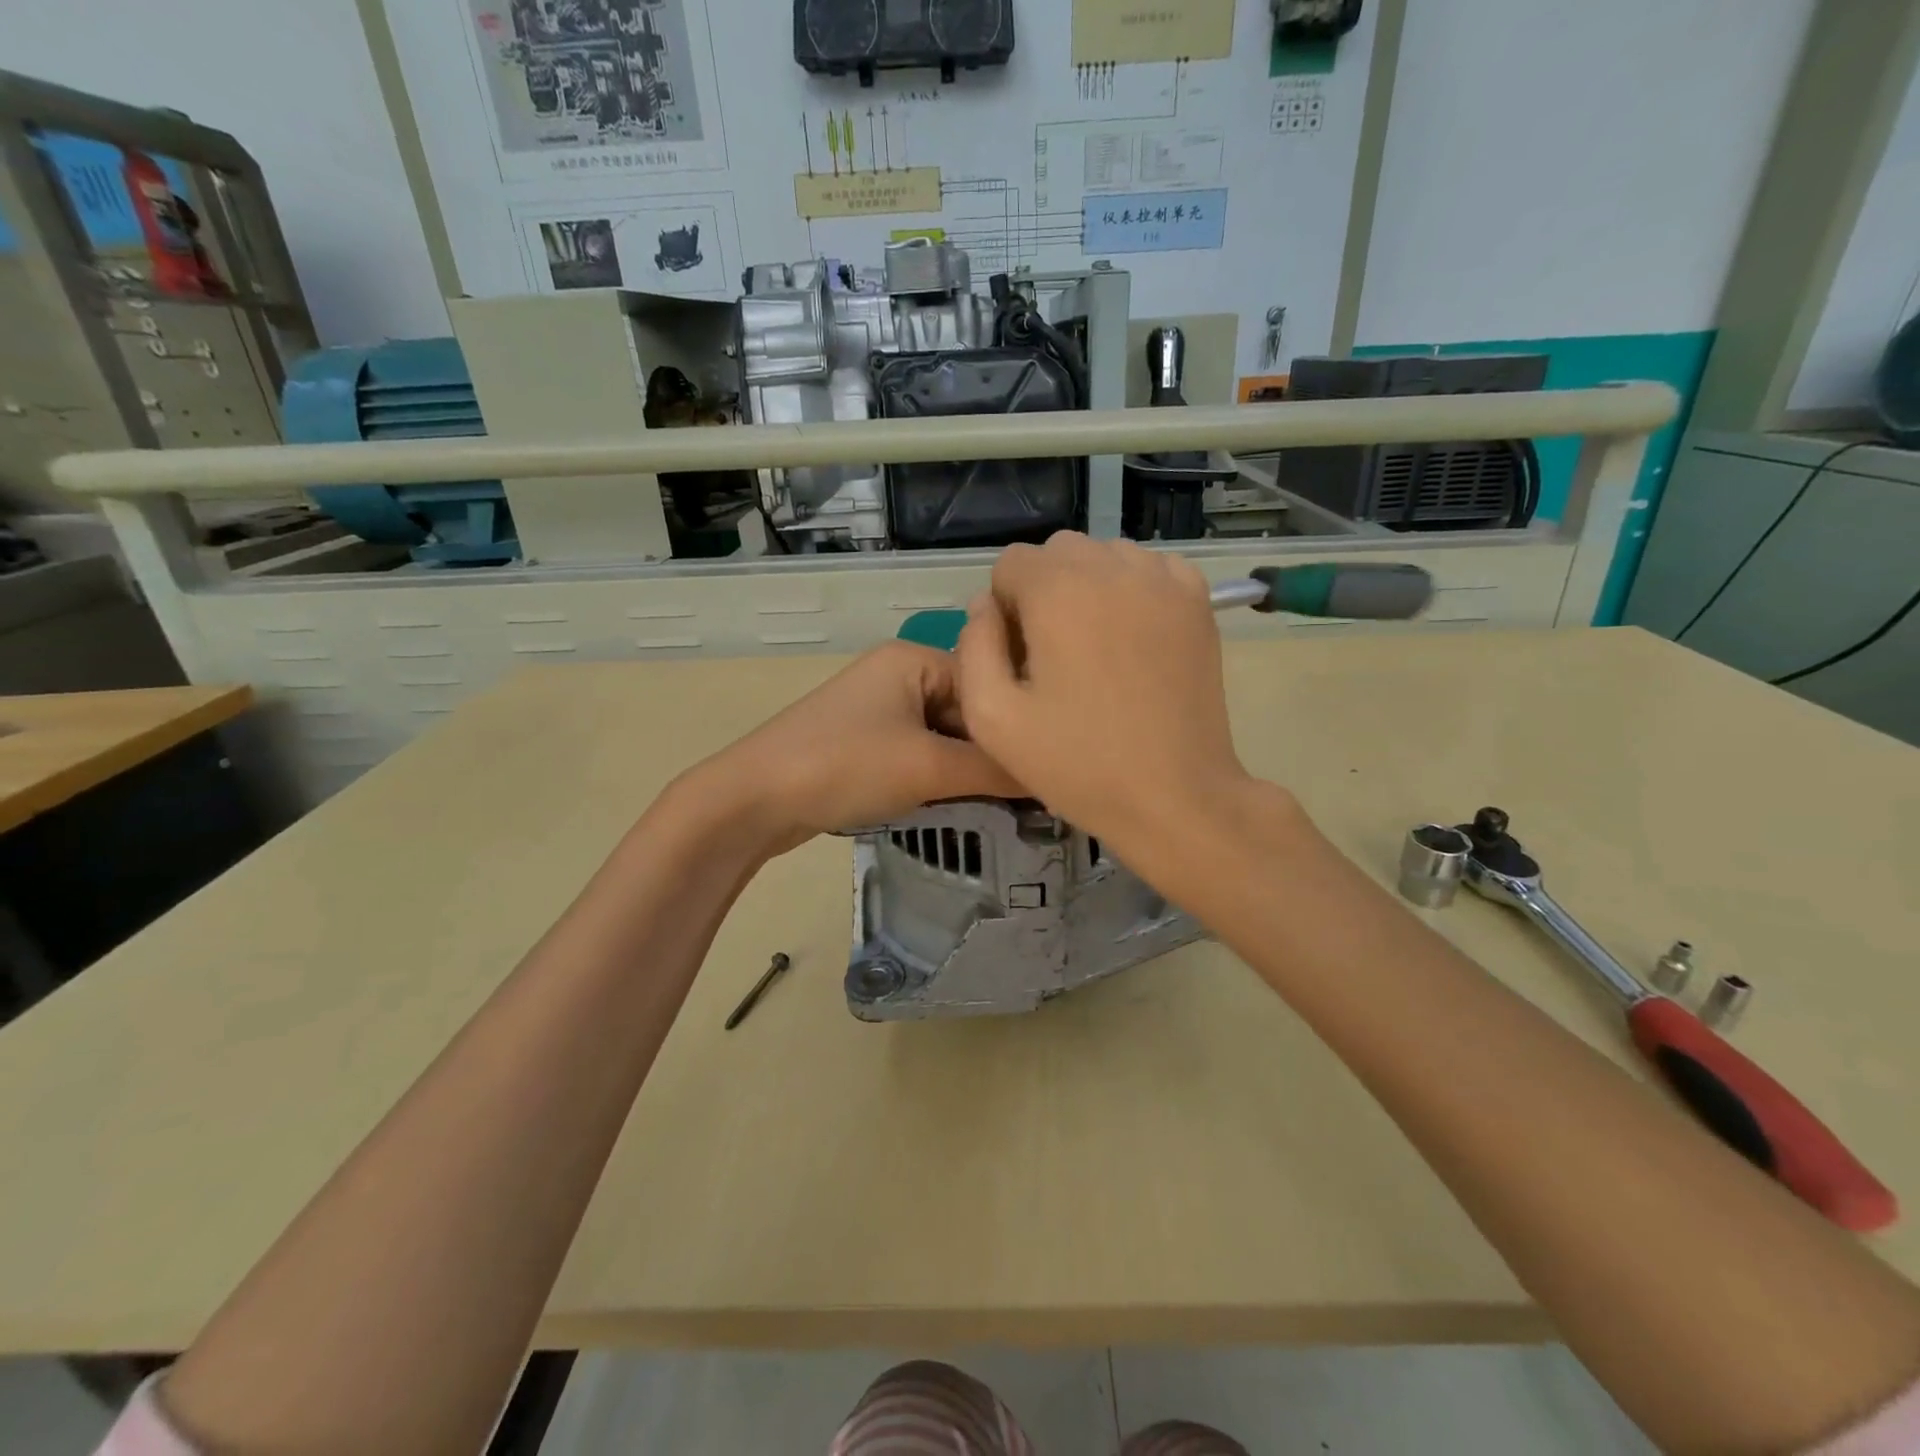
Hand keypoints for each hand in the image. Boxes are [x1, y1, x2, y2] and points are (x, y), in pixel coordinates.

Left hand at [683, 640, 1022, 854]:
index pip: (991, 682)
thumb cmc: (846, 766)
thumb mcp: (930, 767)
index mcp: (915, 658)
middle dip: (994, 751)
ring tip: (1006, 803)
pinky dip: (941, 776)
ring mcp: (879, 709)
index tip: (1051, 765)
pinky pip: (920, 753)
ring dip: (969, 768)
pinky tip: (962, 803)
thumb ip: (996, 770)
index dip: (1018, 724)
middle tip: (1033, 793)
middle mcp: (899, 673)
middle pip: (969, 710)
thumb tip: (1055, 776)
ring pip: (946, 736)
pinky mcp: (865, 742)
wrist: (753, 799)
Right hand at [957, 534, 1254, 852]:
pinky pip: (1150, 570)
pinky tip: (1134, 639)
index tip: (1020, 659)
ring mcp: (1163, 579)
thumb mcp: (992, 718)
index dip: (1005, 610)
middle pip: (1058, 552)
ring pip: (1105, 556)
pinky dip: (1134, 591)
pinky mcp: (1197, 601)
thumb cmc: (1078, 764)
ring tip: (1096, 649)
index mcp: (1058, 590)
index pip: (1010, 564)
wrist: (1175, 796)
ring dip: (1088, 588)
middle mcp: (1112, 566)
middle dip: (1044, 592)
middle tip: (1054, 656)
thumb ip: (974, 647)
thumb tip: (984, 605)